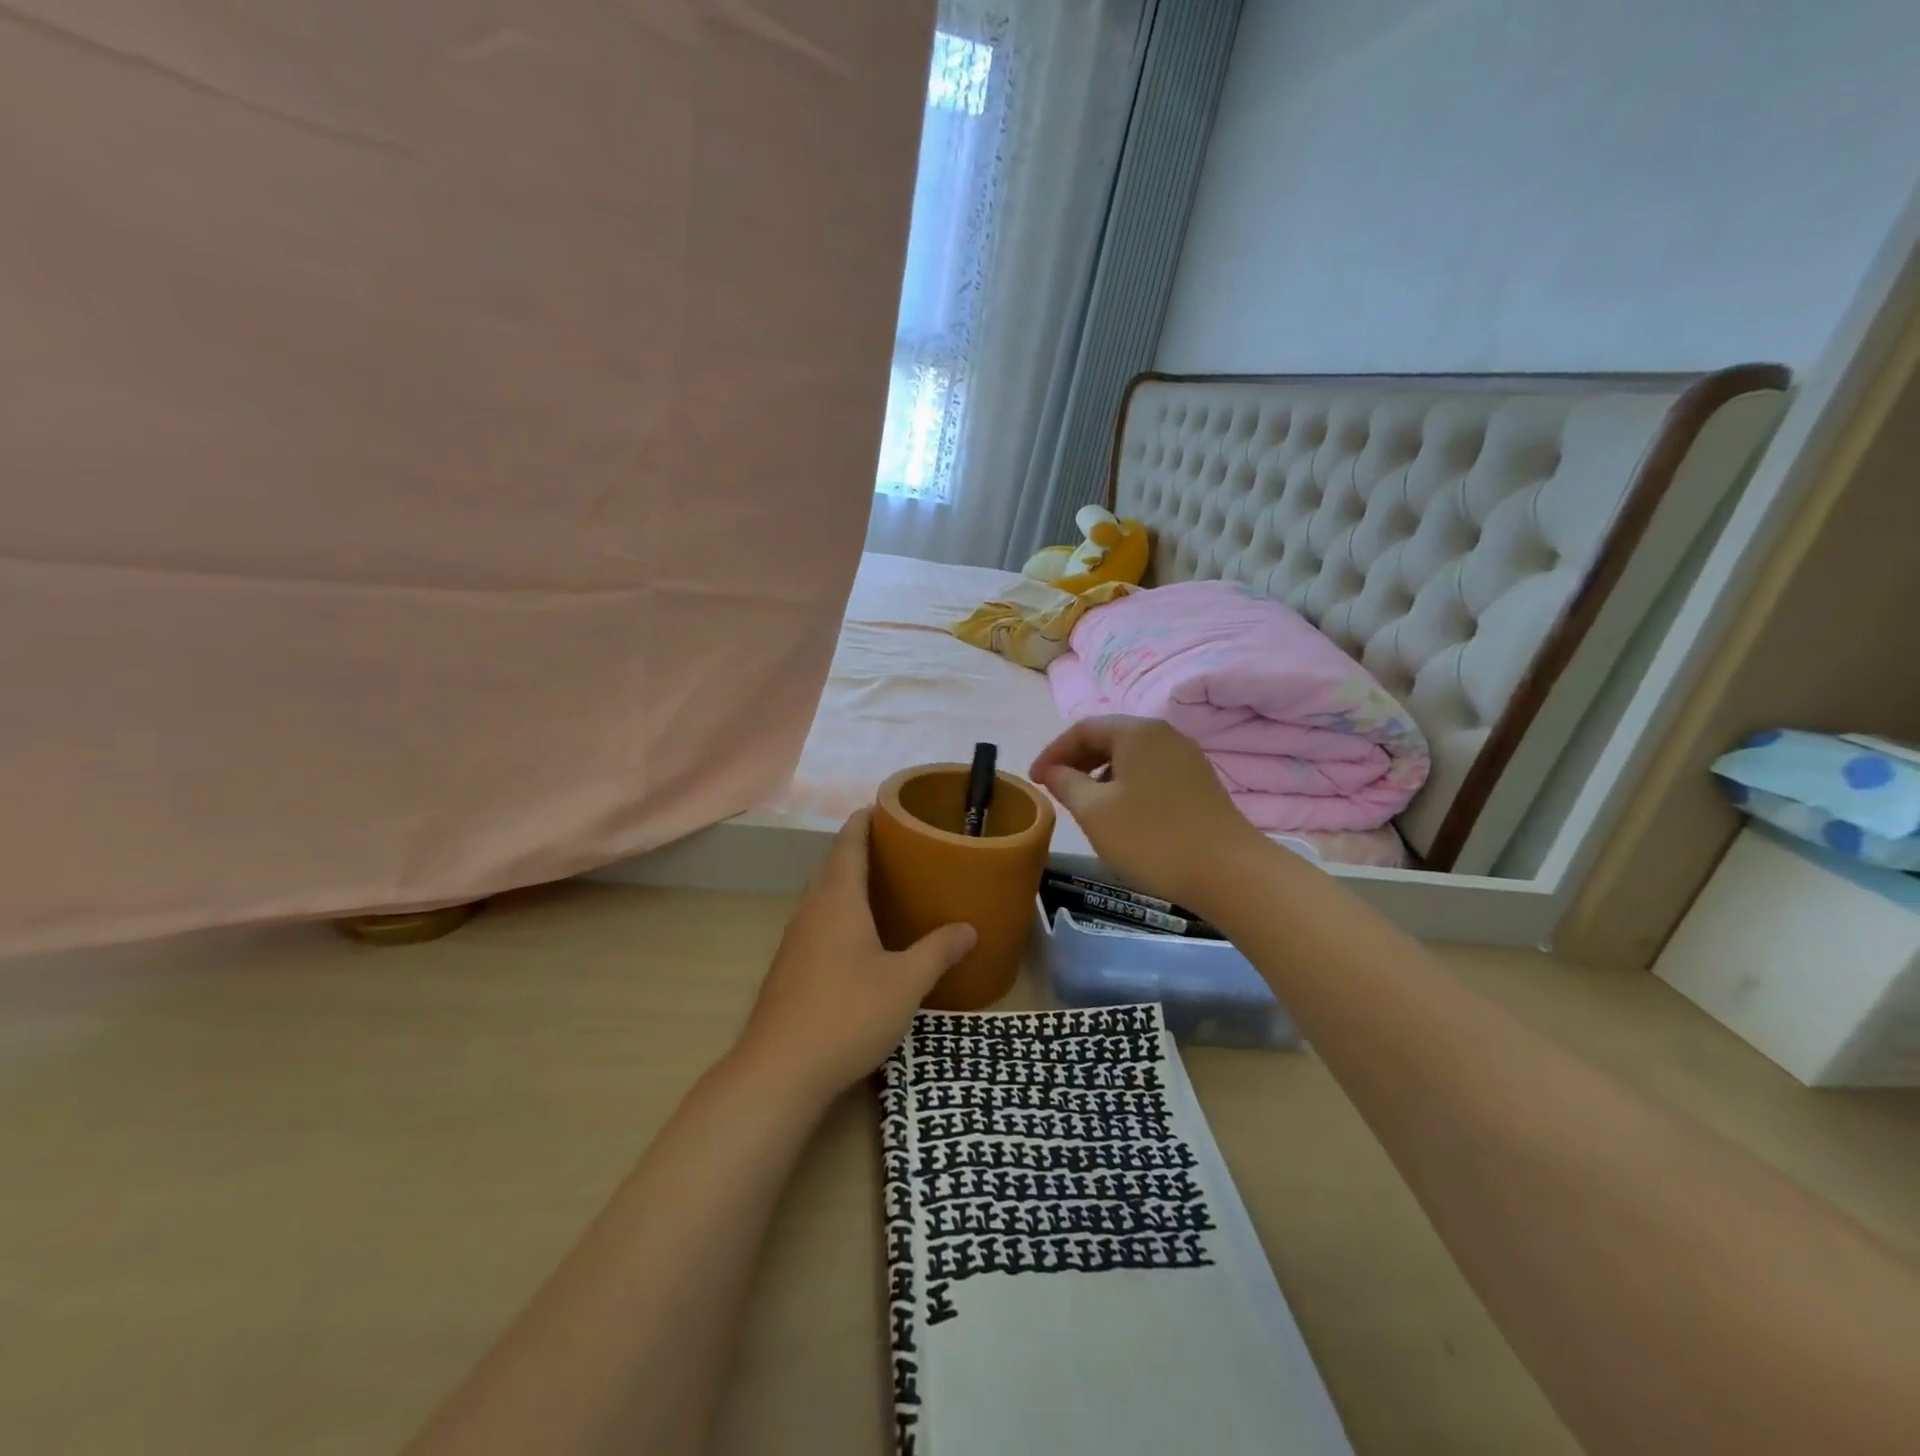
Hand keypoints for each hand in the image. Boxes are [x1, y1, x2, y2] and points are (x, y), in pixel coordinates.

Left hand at [736, 809, 975, 1103]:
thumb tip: (969, 928)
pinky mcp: (790, 966)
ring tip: (886, 884)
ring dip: (849, 881)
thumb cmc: (848, 1013)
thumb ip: (938, 951)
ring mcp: (796, 938)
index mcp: (838, 899)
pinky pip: (819, 921)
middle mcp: (812, 909)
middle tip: (901, 846)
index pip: (849, 843)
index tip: (886, 806)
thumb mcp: (906, 982)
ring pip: (824, 895)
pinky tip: (862, 936)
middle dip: (862, 849)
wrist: (781, 1070)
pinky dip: (841, 911)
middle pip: (834, 864)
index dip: (865, 820)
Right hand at [1031, 716, 1264, 909]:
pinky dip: (1125, 783)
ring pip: (1130, 755)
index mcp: (1136, 732)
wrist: (1228, 872)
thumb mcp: (1094, 812)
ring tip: (1083, 802)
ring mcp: (1186, 757)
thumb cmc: (1152, 838)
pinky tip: (1120, 812)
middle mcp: (1163, 734)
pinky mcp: (1198, 782)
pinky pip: (1150, 770)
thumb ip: (1065, 784)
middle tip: (1054, 788)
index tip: (1034, 780)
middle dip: (1076, 760)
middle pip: (1109, 737)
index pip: (1082, 729)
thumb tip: (1052, 771)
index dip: (1053, 752)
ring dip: (1100, 772)